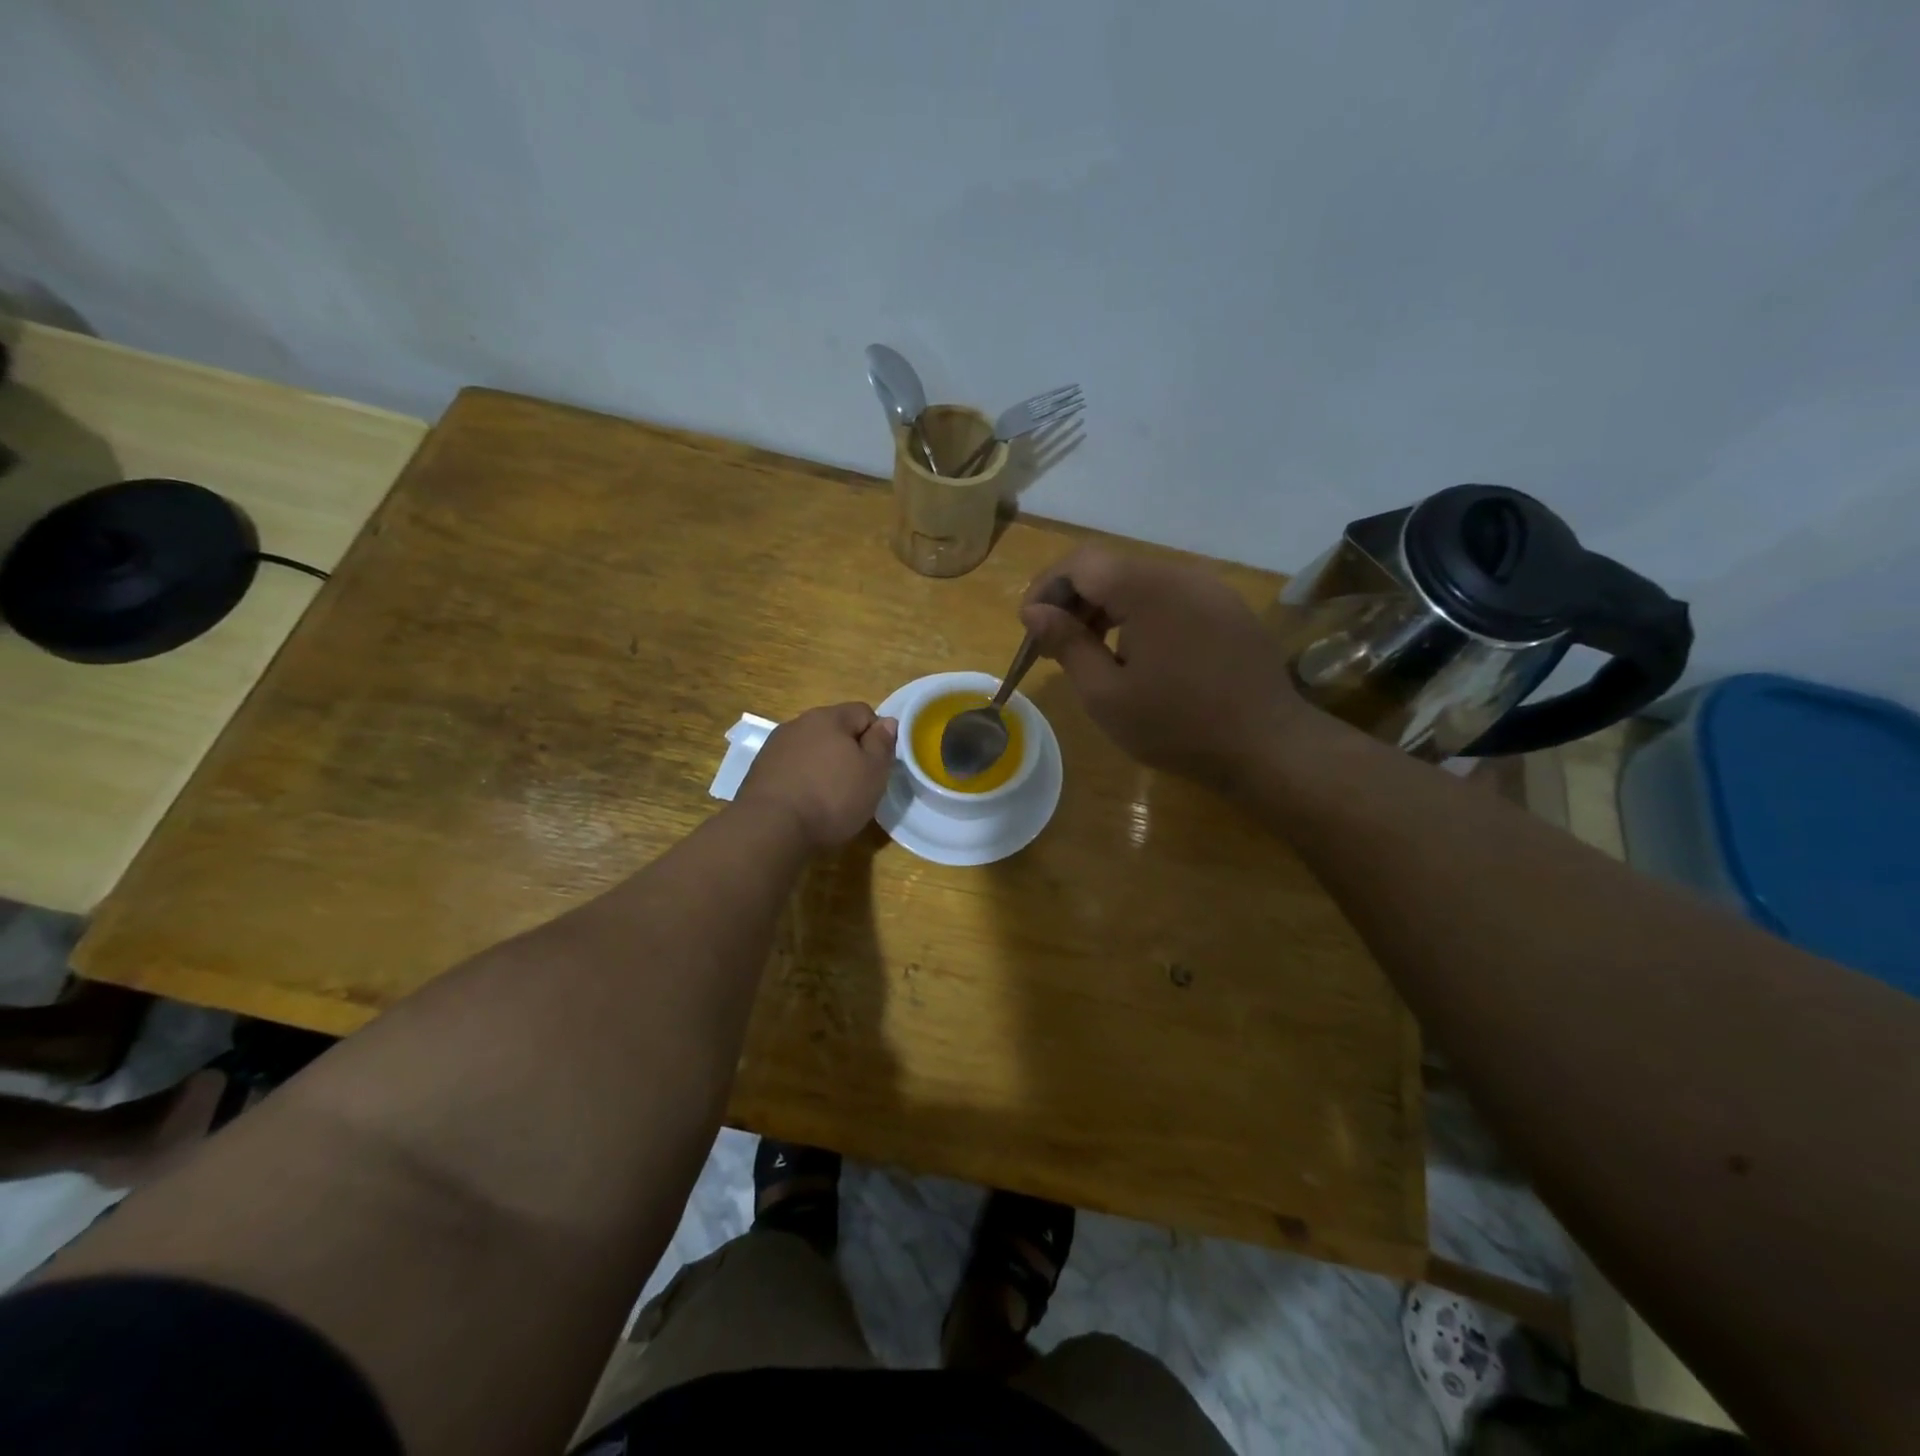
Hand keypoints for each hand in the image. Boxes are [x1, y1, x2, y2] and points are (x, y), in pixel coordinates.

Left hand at [734, 703, 897, 849]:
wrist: (770, 827)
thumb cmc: (832, 797)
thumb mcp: (873, 772)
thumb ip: (882, 743)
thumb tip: (887, 721)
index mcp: (829, 717)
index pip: (864, 712)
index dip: (876, 737)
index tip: (878, 766)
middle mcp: (799, 723)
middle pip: (835, 729)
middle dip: (848, 751)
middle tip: (857, 783)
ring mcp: (775, 745)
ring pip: (811, 748)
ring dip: (823, 764)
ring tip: (828, 797)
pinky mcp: (759, 769)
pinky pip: (791, 766)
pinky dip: (802, 778)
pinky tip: (804, 803)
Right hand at [1019, 546, 1305, 789]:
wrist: (1267, 745)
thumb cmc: (1177, 725)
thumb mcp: (1106, 694)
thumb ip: (1067, 644)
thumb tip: (1034, 611)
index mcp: (1147, 588)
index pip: (1081, 562)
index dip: (1046, 588)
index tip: (1031, 628)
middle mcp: (1181, 574)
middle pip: (1111, 568)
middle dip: (1074, 601)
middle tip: (1054, 647)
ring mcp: (1210, 589)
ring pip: (1140, 582)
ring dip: (1106, 609)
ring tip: (1091, 654)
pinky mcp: (1227, 608)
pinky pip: (1171, 597)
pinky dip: (1140, 616)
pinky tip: (1137, 656)